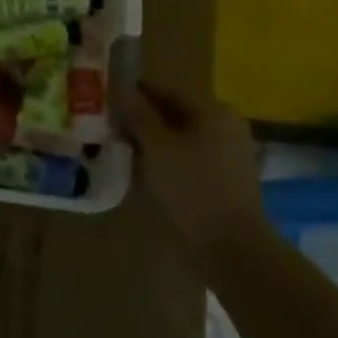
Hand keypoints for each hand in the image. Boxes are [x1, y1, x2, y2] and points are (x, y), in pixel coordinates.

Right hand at [123, 84, 268, 269]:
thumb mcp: (157, 148)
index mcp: (213, 111)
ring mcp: (228, 154)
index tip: (106, 101)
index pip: (166, 90)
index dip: (134, 93)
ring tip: (120, 152)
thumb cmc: (192, 190)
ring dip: (152, 142)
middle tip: (108, 128)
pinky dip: (167, 161)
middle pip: (175, 114)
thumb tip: (120, 88)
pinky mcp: (225, 180)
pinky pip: (189, 160)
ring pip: (181, 138)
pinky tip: (144, 174)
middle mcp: (225, 126)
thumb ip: (138, 115)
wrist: (232, 249)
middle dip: (142, 119)